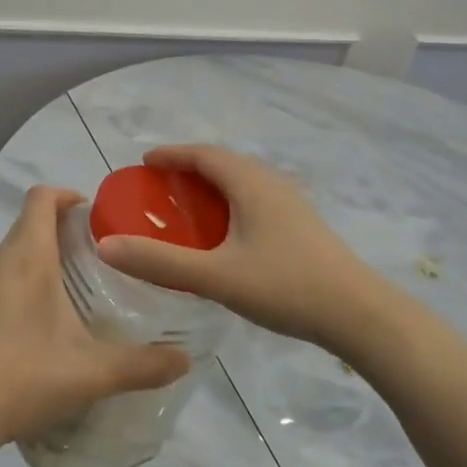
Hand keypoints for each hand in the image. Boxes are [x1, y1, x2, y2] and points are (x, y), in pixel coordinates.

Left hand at [0, 186, 189, 452]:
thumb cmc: (24, 376)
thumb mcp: (92, 372)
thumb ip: (142, 365)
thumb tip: (185, 360)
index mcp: (29, 256)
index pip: (42, 197)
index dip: (69, 196)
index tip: (99, 217)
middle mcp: (4, 259)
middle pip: (32, 218)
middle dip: (66, 224)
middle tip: (105, 250)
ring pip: (19, 245)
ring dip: (48, 248)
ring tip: (84, 278)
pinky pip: (9, 270)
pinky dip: (32, 273)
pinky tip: (53, 312)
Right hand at [95, 145, 388, 353]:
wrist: (358, 312)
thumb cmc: (286, 287)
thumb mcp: (217, 277)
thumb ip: (161, 263)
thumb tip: (107, 246)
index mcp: (250, 183)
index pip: (203, 154)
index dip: (172, 154)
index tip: (144, 162)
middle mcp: (271, 182)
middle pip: (223, 163)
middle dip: (189, 169)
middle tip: (159, 187)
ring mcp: (291, 202)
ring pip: (242, 181)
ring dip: (212, 186)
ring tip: (187, 208)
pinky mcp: (301, 223)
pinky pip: (255, 198)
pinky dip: (230, 203)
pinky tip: (226, 234)